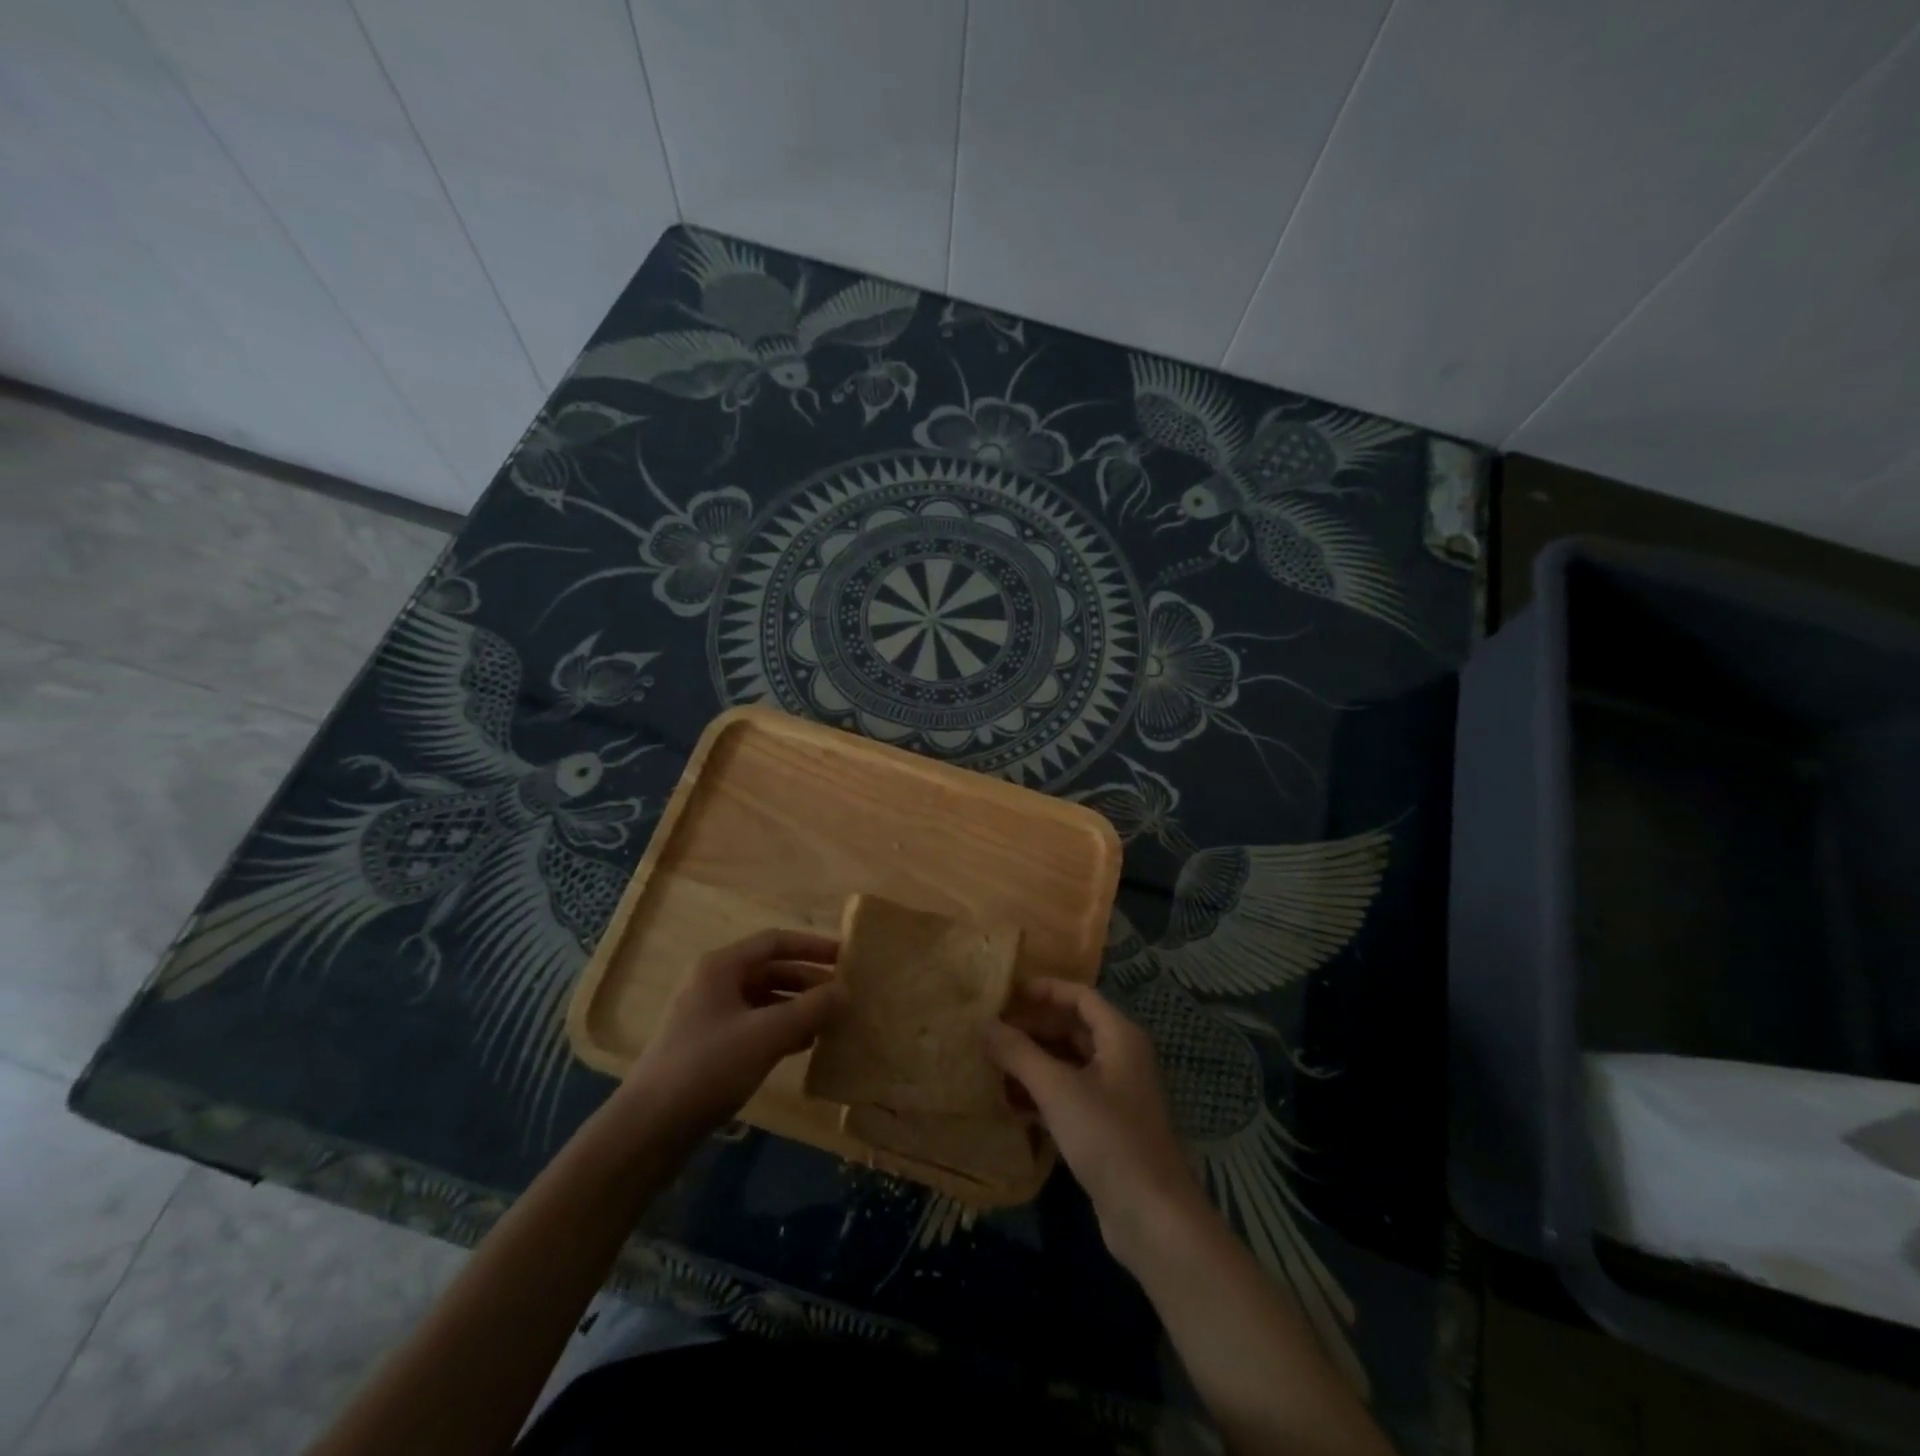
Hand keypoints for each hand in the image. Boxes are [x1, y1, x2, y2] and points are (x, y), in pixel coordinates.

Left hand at [618, 930, 844, 1135]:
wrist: (649, 1129)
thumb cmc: (708, 1068)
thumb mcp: (766, 1034)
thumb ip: (810, 1009)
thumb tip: (845, 991)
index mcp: (721, 966)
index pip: (775, 942)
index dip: (812, 946)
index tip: (846, 958)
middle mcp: (714, 983)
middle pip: (770, 970)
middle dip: (808, 981)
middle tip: (844, 995)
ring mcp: (709, 1015)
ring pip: (764, 1000)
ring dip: (797, 1007)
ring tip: (831, 1022)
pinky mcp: (709, 1046)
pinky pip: (754, 1025)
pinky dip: (781, 1029)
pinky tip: (805, 1045)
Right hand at [985, 978, 1205, 1266]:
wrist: (1152, 1217)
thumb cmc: (1108, 1138)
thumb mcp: (1058, 1089)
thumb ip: (1019, 1053)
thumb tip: (985, 1024)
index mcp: (1120, 1037)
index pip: (1079, 995)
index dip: (1044, 989)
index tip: (1006, 993)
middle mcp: (1121, 1058)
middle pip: (1073, 1028)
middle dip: (1033, 1027)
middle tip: (991, 1029)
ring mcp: (1115, 1094)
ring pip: (1068, 1063)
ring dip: (1033, 1061)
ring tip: (991, 1061)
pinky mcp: (1106, 1128)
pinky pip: (1069, 1095)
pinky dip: (1042, 1092)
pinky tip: (1009, 1102)